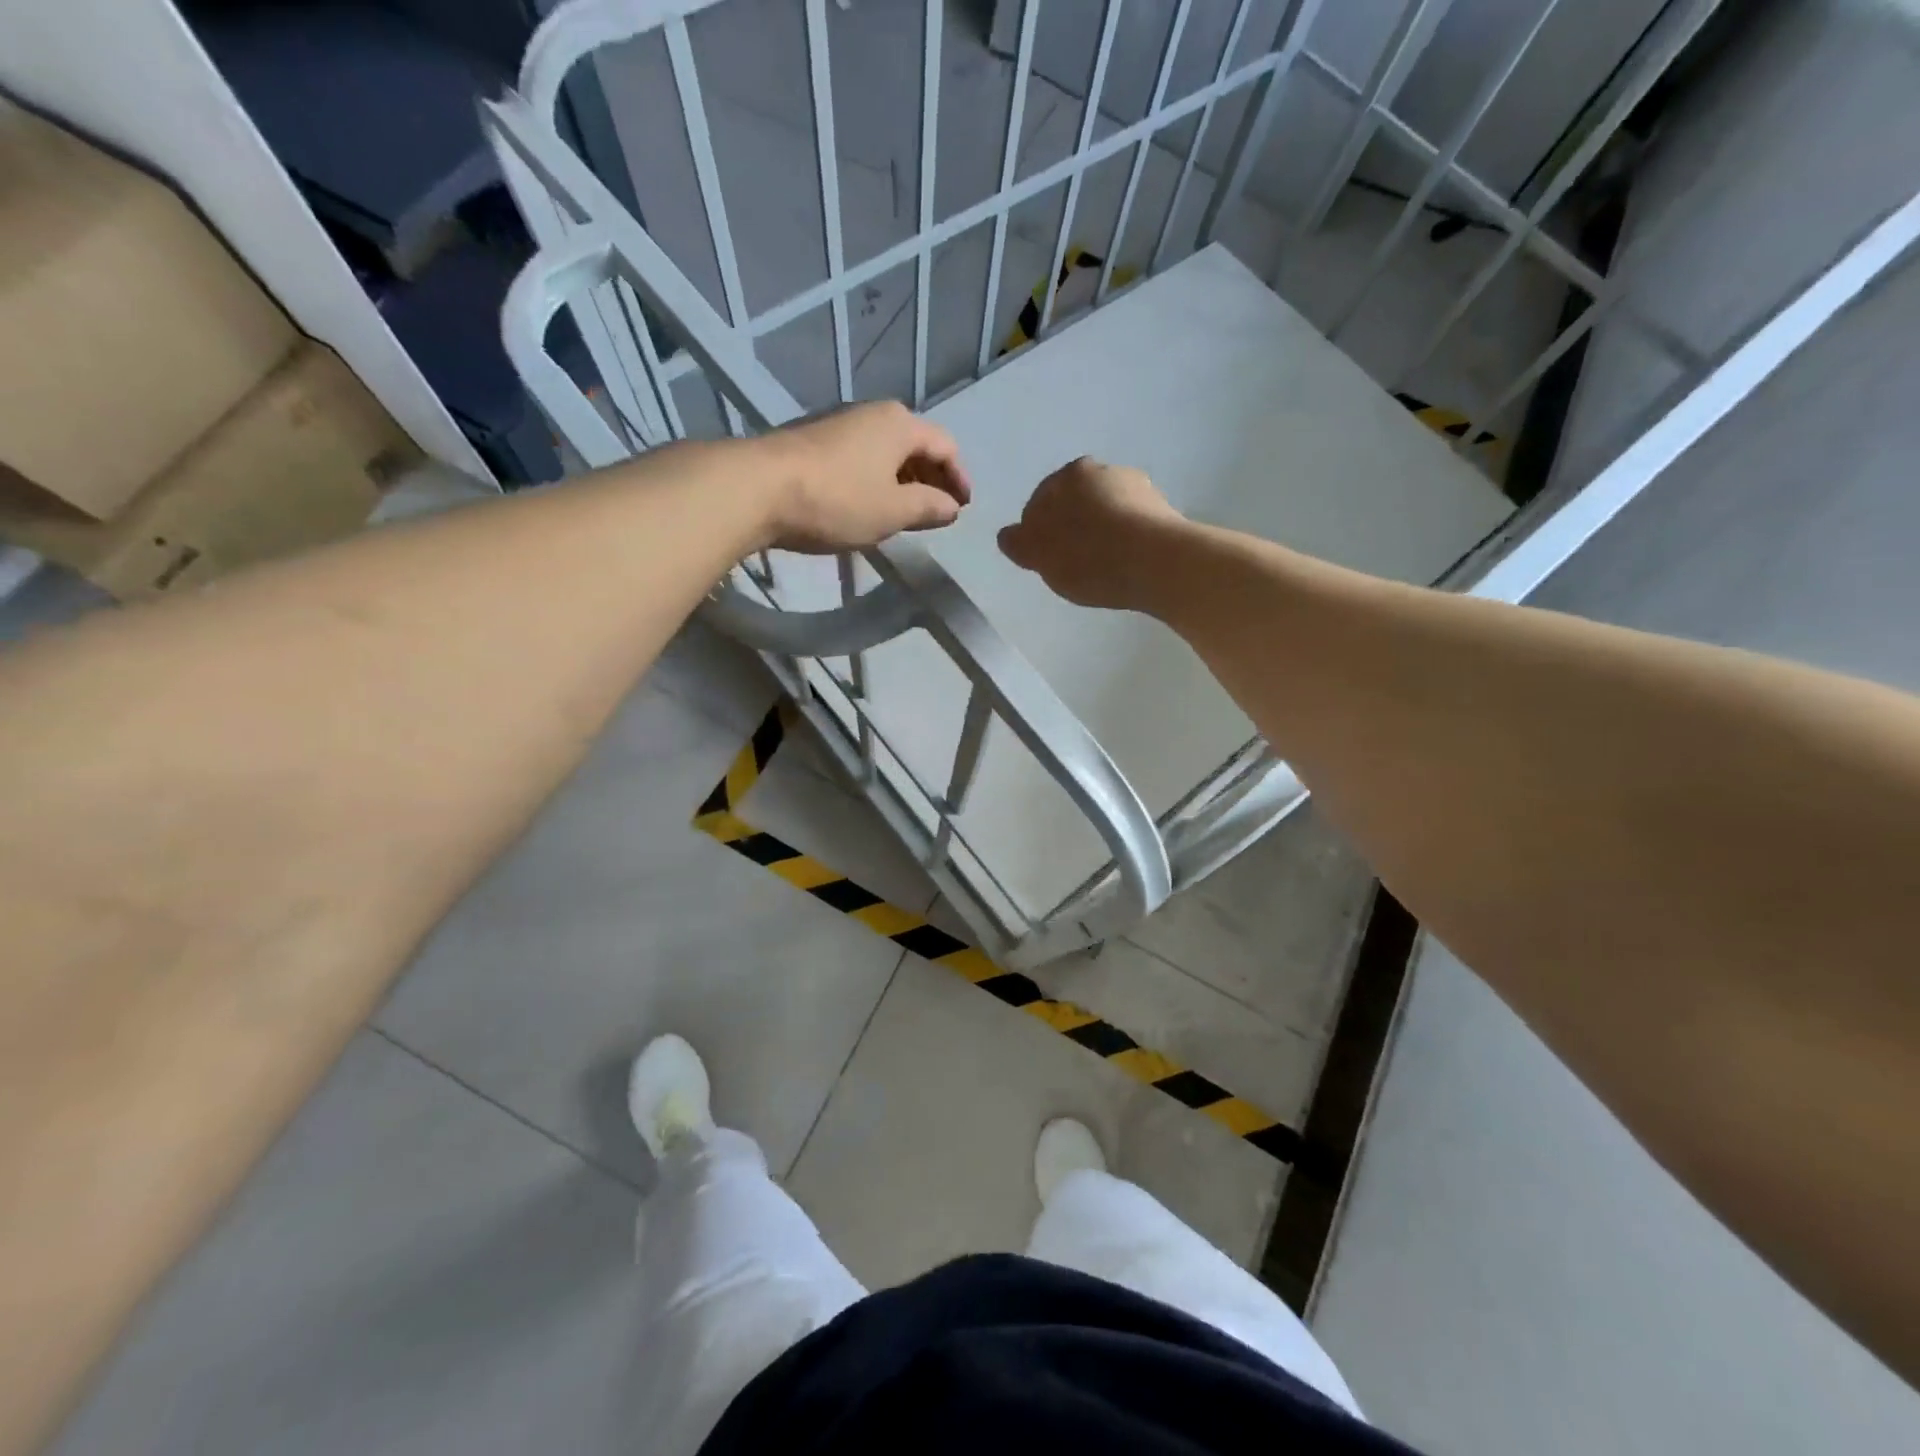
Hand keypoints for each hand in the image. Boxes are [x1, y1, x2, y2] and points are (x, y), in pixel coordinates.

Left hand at [761, 401, 971, 552]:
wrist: (759, 488)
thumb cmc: (838, 499)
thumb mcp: (893, 511)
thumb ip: (929, 507)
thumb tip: (951, 507)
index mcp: (900, 424)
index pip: (946, 446)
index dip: (960, 478)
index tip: (963, 508)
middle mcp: (872, 413)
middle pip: (915, 444)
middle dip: (932, 478)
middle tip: (938, 510)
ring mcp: (840, 423)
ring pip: (885, 450)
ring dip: (903, 479)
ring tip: (906, 512)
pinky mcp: (813, 440)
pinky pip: (860, 457)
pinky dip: (876, 478)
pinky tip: (869, 503)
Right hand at [997, 457, 1182, 609]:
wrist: (1158, 563)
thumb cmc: (1090, 557)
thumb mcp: (1040, 555)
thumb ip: (1019, 543)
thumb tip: (1008, 535)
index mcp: (1070, 475)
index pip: (1040, 500)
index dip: (1038, 531)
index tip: (1043, 558)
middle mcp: (1105, 471)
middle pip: (1076, 503)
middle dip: (1071, 527)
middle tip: (1070, 564)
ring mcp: (1139, 488)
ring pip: (1107, 513)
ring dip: (1101, 533)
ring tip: (1101, 568)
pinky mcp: (1164, 511)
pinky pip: (1132, 527)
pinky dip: (1125, 541)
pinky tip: (1125, 566)